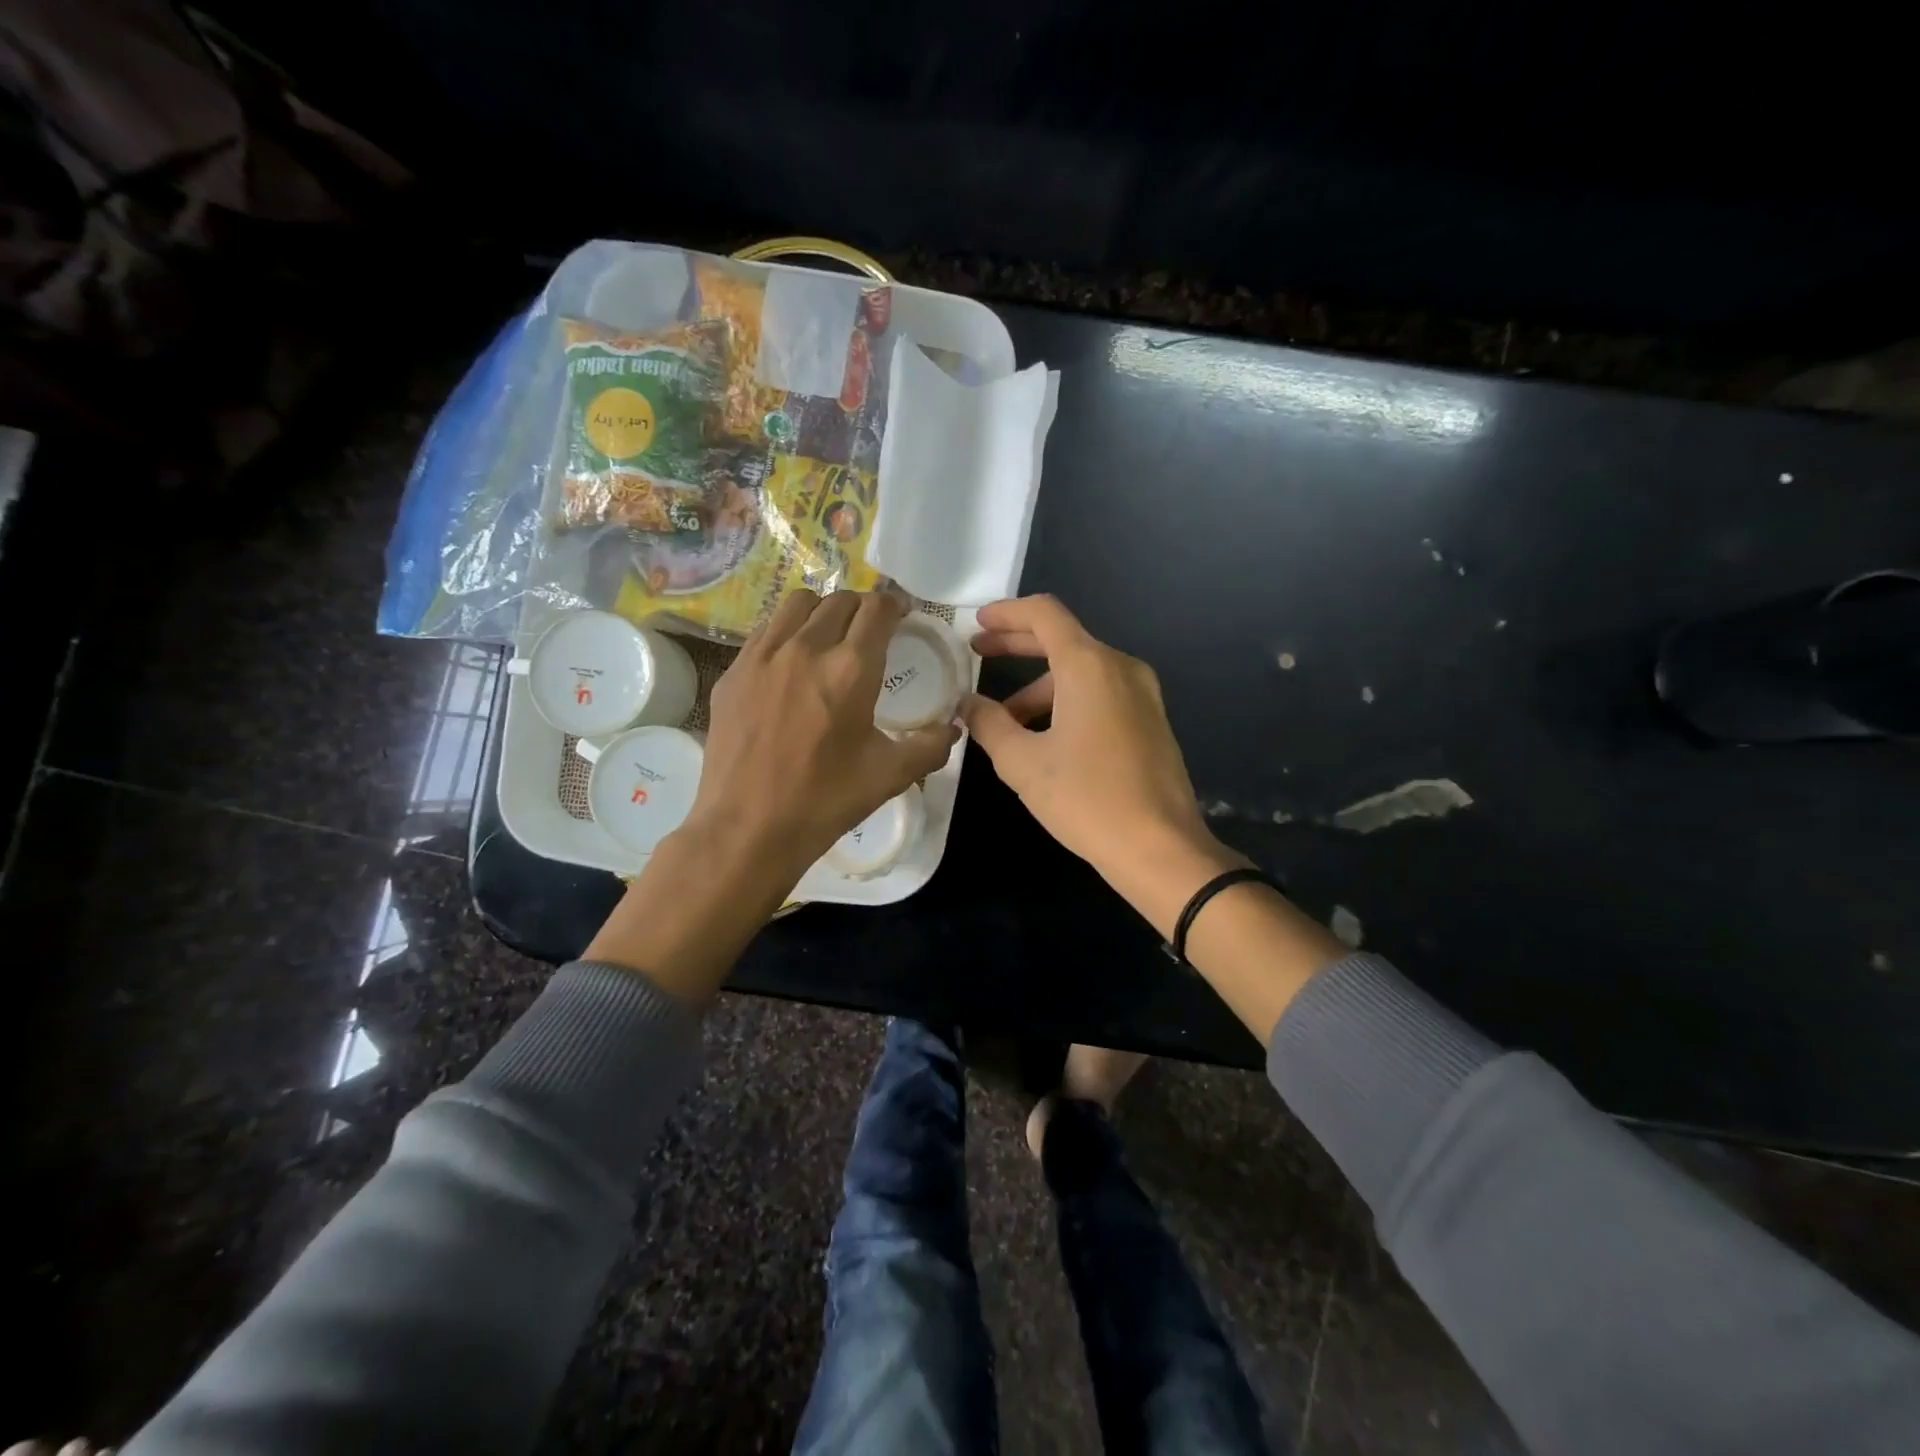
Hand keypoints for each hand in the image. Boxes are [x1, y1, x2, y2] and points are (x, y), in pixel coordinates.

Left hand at [587, 590, 957, 1001]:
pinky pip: (766, 630)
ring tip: (830, 635)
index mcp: (850, 670)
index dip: (895, 604)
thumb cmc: (825, 801)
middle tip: (871, 629)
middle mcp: (805, 648)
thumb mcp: (890, 775)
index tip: (902, 614)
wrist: (747, 829)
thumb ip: (930, 745)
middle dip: (861, 606)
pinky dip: (787, 631)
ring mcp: (762, 657)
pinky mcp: (733, 673)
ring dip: (822, 610)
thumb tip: (955, 727)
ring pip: (797, 604)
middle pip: (838, 599)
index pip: (877, 609)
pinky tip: (791, 662)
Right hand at [960, 595, 1243, 926]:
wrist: (1160, 848)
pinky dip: (1067, 702)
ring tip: (1004, 721)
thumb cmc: (1086, 799)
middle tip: (978, 654)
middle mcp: (1120, 668)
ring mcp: (1143, 694)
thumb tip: (967, 704)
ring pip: (1081, 673)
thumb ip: (989, 724)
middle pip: (1063, 640)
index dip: (1006, 613)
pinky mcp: (1151, 721)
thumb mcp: (1022, 763)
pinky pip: (1101, 694)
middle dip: (1017, 645)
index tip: (976, 624)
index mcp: (1089, 666)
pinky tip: (1044, 736)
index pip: (1044, 614)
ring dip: (1039, 687)